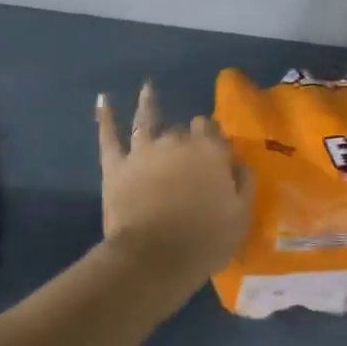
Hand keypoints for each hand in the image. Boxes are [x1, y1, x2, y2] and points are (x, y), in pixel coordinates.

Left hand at [96, 84, 251, 293]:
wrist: (155, 257)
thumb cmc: (205, 240)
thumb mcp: (241, 215)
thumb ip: (243, 182)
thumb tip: (237, 161)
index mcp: (209, 151)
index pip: (212, 131)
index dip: (212, 139)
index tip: (213, 150)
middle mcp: (176, 141)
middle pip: (182, 130)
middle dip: (184, 136)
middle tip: (185, 150)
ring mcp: (143, 150)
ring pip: (146, 119)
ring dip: (148, 103)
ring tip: (147, 88)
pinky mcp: (116, 165)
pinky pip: (109, 136)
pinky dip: (106, 117)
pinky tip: (104, 101)